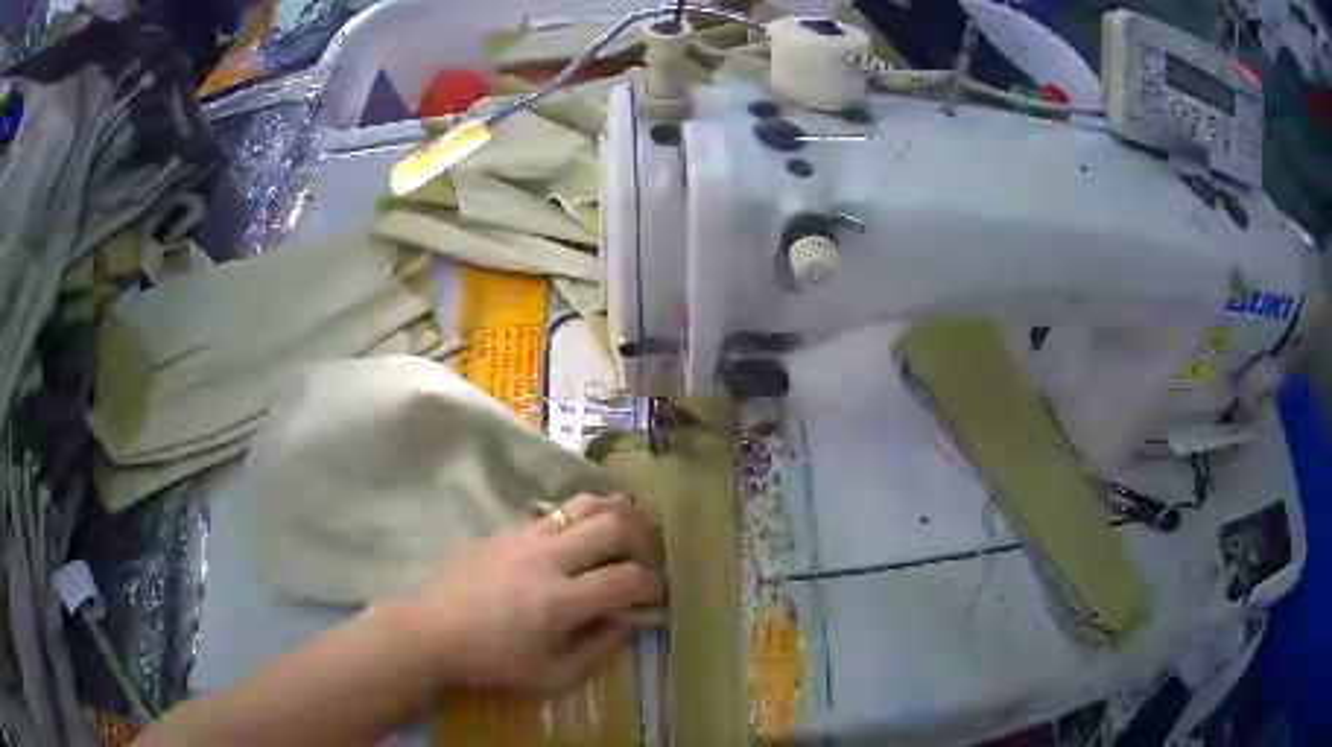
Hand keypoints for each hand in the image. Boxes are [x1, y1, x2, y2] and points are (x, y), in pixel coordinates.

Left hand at [405, 493, 664, 692]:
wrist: (432, 631)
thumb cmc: (492, 662)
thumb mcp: (551, 678)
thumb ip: (598, 653)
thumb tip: (626, 623)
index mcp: (560, 601)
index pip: (627, 579)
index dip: (653, 585)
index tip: (656, 593)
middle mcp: (547, 559)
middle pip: (614, 525)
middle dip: (645, 537)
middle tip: (649, 554)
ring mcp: (524, 537)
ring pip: (584, 504)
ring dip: (615, 512)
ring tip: (626, 529)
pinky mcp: (506, 529)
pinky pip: (553, 512)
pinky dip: (579, 518)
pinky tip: (579, 536)